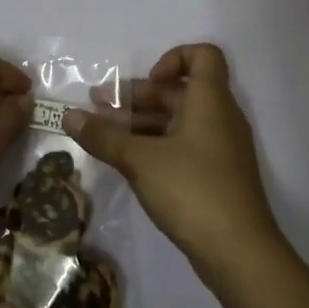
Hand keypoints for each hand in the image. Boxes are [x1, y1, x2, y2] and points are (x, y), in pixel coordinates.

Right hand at [65, 43, 285, 282]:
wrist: (239, 252)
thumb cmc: (192, 190)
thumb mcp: (139, 160)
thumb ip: (103, 136)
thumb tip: (69, 116)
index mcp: (210, 101)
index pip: (202, 55)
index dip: (172, 58)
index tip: (146, 82)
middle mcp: (219, 118)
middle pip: (179, 91)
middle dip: (136, 96)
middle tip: (97, 107)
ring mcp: (220, 149)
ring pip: (177, 121)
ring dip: (140, 123)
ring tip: (101, 136)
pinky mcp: (216, 176)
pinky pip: (183, 146)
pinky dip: (154, 146)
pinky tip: (126, 161)